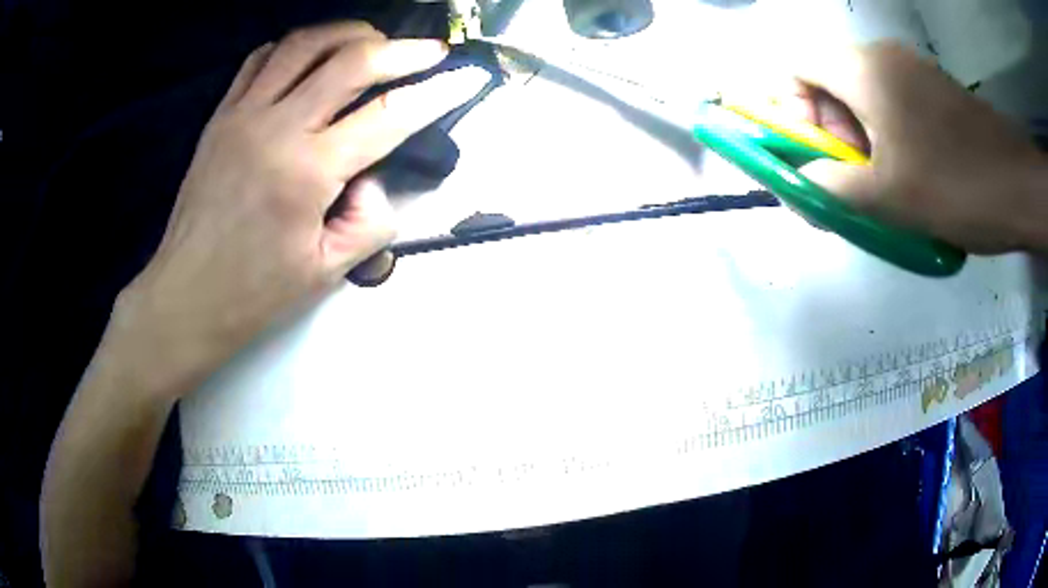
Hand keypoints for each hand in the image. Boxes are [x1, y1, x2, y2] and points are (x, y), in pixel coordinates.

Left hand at [107, 21, 489, 396]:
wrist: (186, 297)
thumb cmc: (254, 294)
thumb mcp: (328, 271)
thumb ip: (371, 219)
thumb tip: (373, 177)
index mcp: (308, 172)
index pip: (390, 114)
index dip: (438, 92)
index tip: (468, 78)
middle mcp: (276, 128)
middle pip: (352, 59)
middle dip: (402, 49)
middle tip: (429, 52)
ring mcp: (243, 114)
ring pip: (305, 44)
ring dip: (349, 34)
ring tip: (374, 42)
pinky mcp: (221, 116)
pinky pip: (261, 59)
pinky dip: (295, 47)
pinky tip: (311, 57)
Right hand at [785, 42, 1046, 253]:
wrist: (1019, 187)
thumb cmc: (955, 186)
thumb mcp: (888, 197)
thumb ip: (831, 187)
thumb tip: (797, 186)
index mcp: (863, 70)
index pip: (796, 66)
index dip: (789, 105)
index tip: (811, 151)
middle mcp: (882, 56)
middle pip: (830, 79)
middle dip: (829, 128)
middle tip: (852, 177)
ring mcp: (913, 70)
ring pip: (864, 92)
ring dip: (860, 134)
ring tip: (885, 181)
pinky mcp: (935, 88)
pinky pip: (895, 100)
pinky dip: (888, 131)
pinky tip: (911, 169)